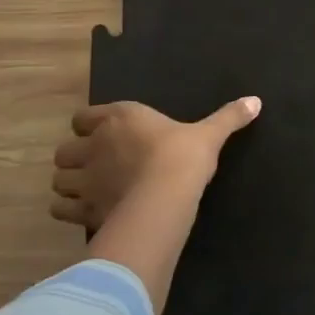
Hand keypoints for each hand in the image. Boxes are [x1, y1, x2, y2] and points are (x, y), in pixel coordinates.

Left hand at [51, 96, 261, 230]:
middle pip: (65, 151)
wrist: (166, 195)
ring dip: (69, 185)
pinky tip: (86, 214)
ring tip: (88, 192)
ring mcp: (85, 178)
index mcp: (119, 118)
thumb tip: (256, 101)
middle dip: (76, 159)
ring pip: (59, 180)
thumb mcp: (210, 134)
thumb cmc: (184, 156)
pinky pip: (60, 209)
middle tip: (95, 168)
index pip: (83, 117)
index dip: (90, 127)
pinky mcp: (83, 208)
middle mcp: (94, 145)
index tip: (105, 136)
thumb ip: (229, 117)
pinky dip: (69, 211)